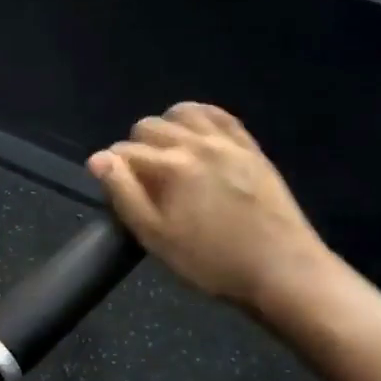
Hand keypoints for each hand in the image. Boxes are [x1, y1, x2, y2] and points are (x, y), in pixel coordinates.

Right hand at [87, 103, 337, 331]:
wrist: (281, 269)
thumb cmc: (210, 262)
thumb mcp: (155, 237)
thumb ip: (124, 194)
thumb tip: (98, 159)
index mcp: (171, 166)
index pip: (123, 151)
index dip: (111, 170)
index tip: (116, 192)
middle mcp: (197, 143)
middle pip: (149, 126)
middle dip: (135, 148)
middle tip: (141, 182)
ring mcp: (228, 141)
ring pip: (183, 112)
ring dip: (166, 128)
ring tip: (166, 157)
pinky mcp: (251, 147)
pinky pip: (219, 116)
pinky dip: (199, 119)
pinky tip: (196, 137)